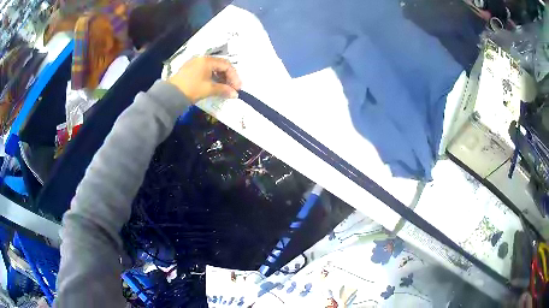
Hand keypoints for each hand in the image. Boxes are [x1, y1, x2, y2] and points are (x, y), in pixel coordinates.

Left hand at [168, 56, 241, 102]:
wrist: (170, 95)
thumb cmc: (191, 89)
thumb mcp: (209, 89)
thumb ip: (224, 90)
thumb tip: (235, 94)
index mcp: (207, 60)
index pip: (226, 65)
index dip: (234, 76)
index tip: (238, 87)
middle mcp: (201, 59)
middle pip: (220, 65)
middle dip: (228, 76)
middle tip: (232, 88)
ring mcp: (194, 64)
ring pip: (212, 68)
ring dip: (220, 77)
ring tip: (224, 88)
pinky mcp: (190, 70)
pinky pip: (205, 71)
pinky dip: (212, 78)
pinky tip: (214, 86)